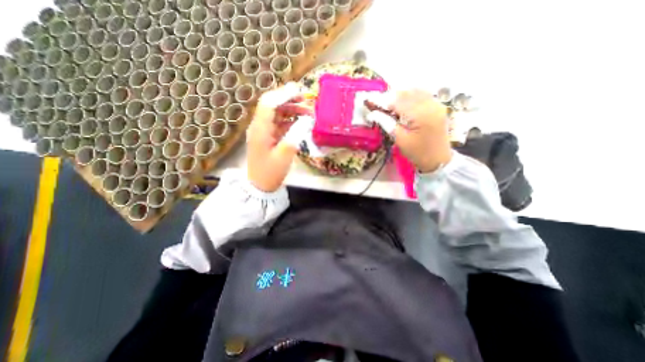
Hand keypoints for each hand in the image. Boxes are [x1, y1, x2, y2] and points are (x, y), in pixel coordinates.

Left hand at [247, 81, 312, 191]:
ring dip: (291, 110)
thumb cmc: (271, 172)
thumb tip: (307, 119)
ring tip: (307, 112)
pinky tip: (300, 123)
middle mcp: (259, 126)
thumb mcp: (285, 154)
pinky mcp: (267, 137)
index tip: (300, 90)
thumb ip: (296, 134)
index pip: (269, 103)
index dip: (284, 94)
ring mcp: (263, 131)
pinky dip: (289, 120)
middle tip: (307, 100)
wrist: (260, 186)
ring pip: (276, 114)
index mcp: (260, 129)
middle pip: (272, 105)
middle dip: (289, 100)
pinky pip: (278, 123)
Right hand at [365, 88, 449, 170]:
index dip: (382, 100)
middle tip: (377, 102)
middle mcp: (430, 104)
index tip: (369, 100)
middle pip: (406, 93)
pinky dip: (410, 95)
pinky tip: (402, 102)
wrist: (438, 160)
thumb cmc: (417, 152)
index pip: (398, 101)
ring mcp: (436, 104)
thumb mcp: (400, 140)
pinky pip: (423, 94)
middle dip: (390, 96)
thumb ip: (387, 123)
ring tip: (388, 102)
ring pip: (415, 91)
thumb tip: (372, 114)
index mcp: (420, 114)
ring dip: (400, 94)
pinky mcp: (438, 106)